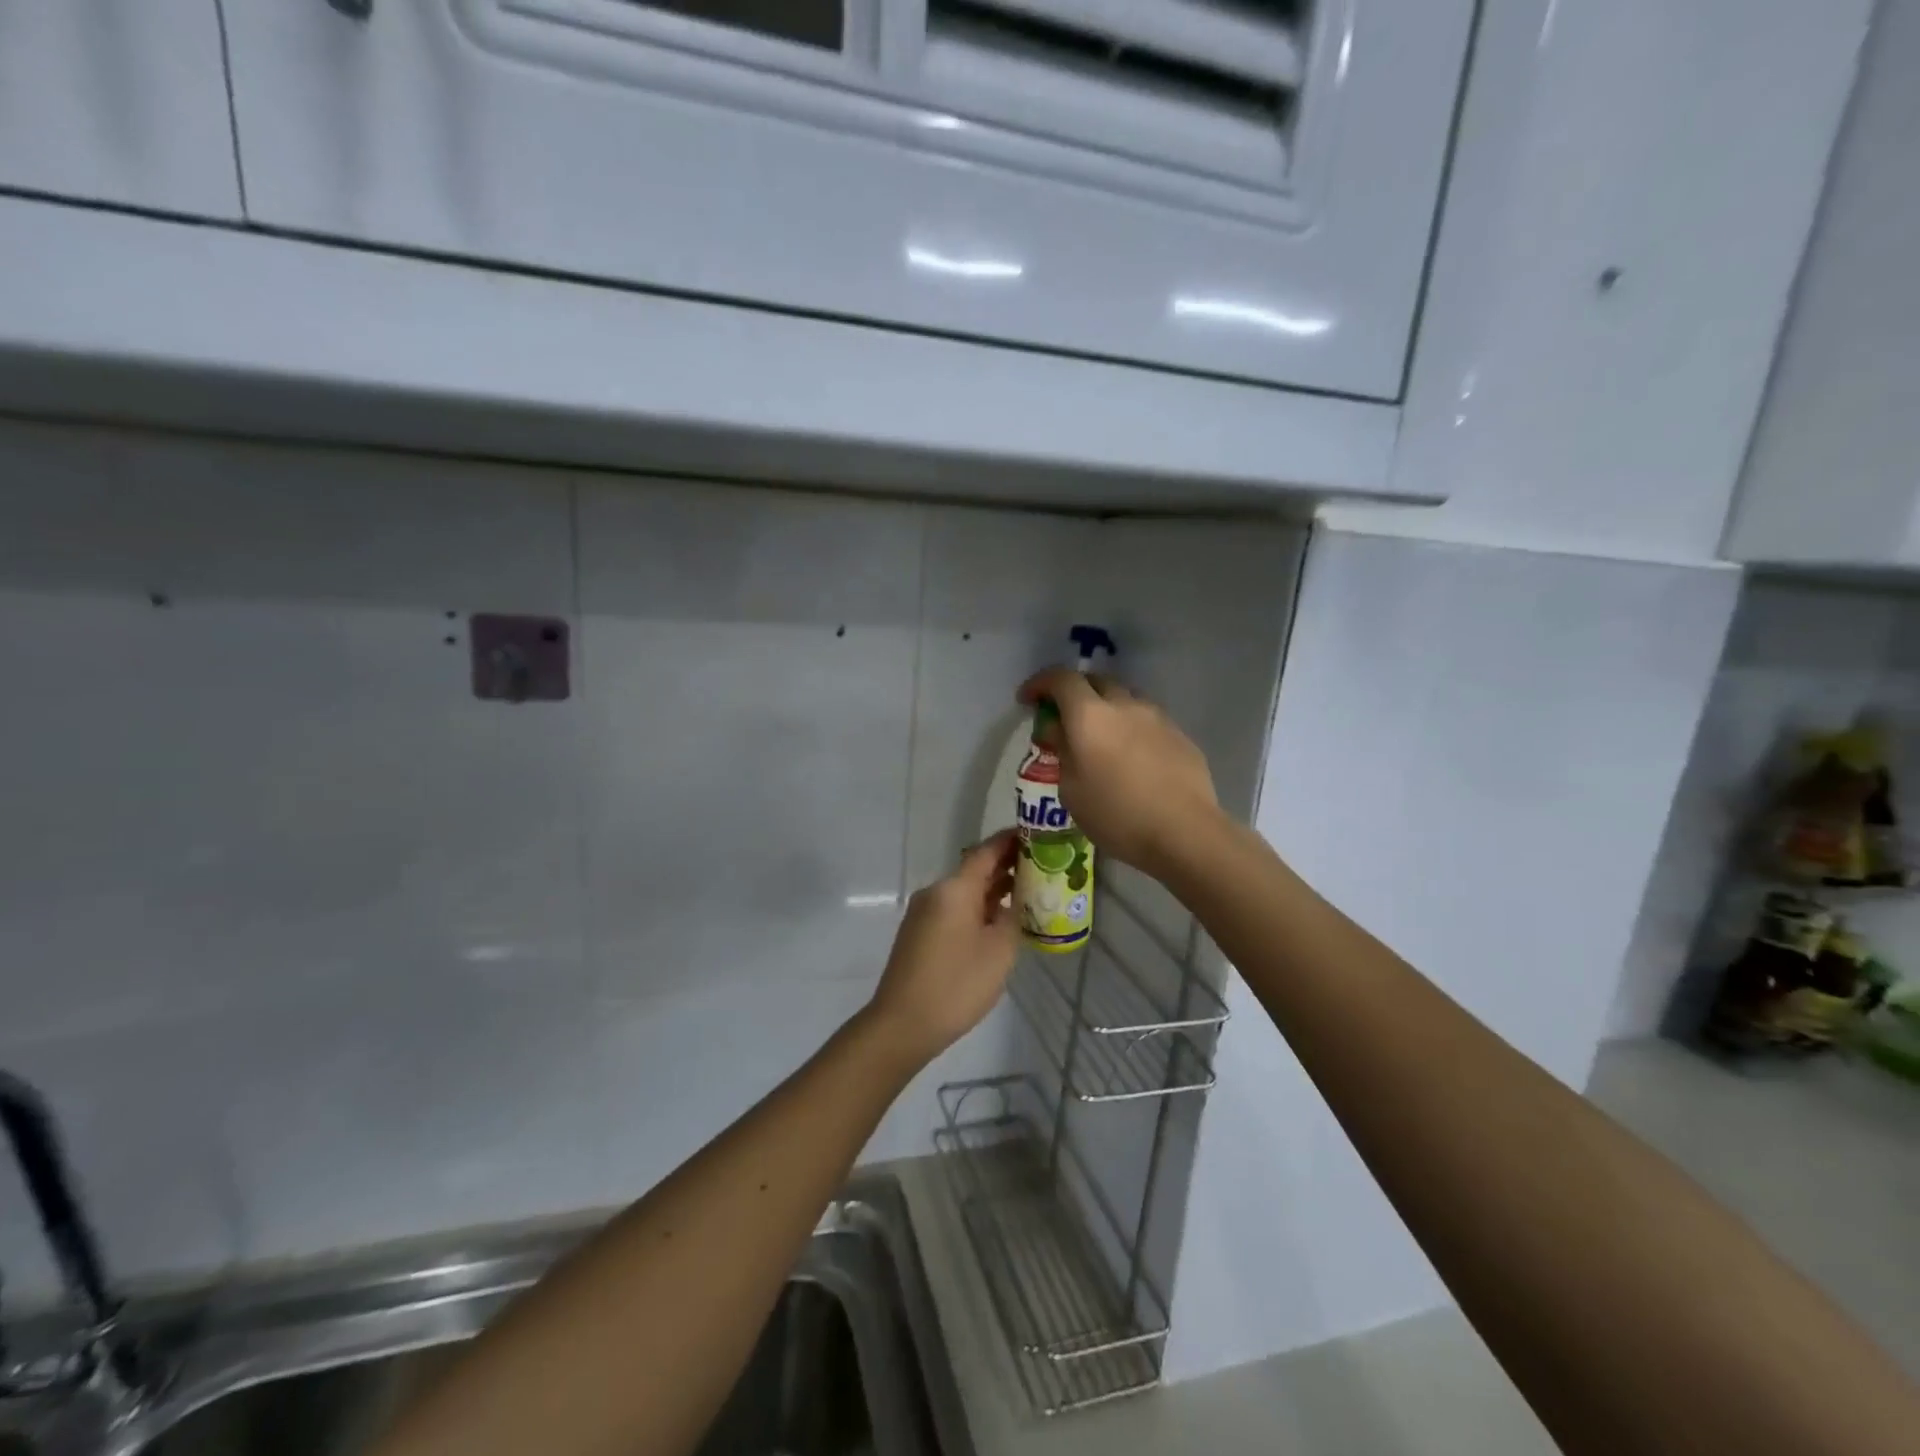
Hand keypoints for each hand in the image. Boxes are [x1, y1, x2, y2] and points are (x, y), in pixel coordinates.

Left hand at [865, 831, 1019, 1063]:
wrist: (902, 1024)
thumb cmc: (957, 984)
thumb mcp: (999, 951)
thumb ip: (1013, 918)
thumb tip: (1016, 902)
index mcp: (954, 889)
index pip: (986, 851)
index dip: (1011, 840)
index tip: (1036, 835)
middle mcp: (936, 892)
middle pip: (975, 869)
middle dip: (1007, 867)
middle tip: (1043, 868)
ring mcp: (924, 913)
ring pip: (965, 891)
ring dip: (993, 890)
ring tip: (1028, 894)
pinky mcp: (919, 933)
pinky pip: (954, 909)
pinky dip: (978, 908)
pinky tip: (998, 922)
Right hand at [1015, 670, 1220, 878]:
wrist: (1185, 832)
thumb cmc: (1116, 815)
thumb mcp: (1071, 790)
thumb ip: (1062, 751)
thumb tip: (1058, 730)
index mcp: (1089, 716)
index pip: (1061, 679)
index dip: (1040, 683)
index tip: (1028, 700)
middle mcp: (1124, 704)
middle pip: (1095, 681)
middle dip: (1074, 692)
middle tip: (1063, 717)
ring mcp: (1156, 717)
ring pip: (1124, 698)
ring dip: (1106, 708)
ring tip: (1100, 738)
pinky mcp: (1179, 734)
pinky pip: (1146, 720)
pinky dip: (1130, 727)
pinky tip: (1131, 757)